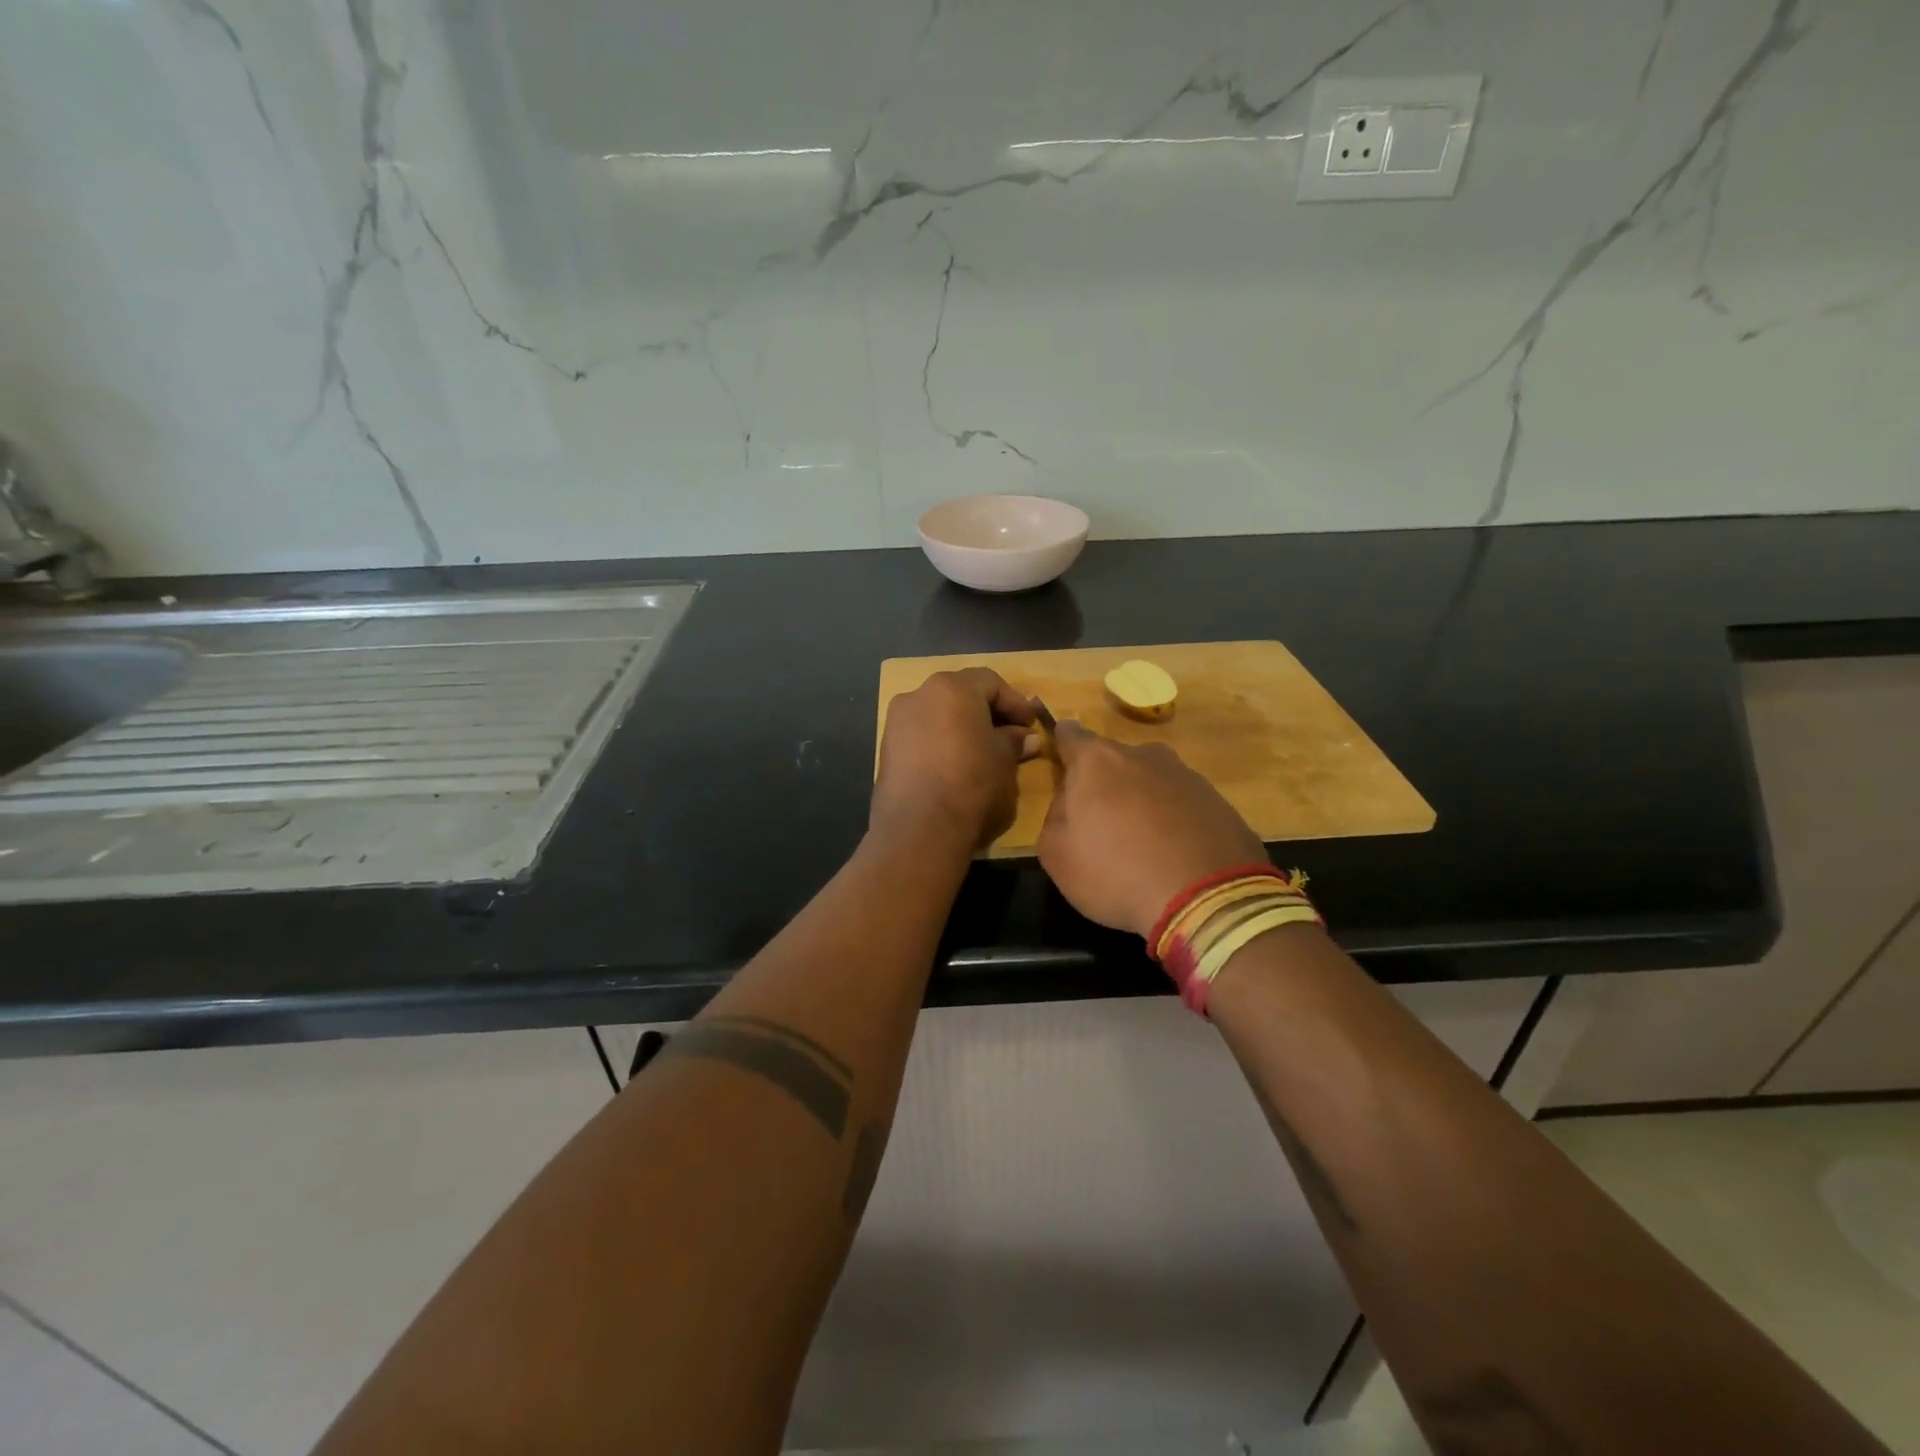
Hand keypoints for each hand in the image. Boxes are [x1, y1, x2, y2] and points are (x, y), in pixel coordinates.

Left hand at [873, 668, 1040, 850]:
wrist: (919, 831)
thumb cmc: (972, 785)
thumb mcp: (1005, 762)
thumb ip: (1013, 742)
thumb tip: (1025, 738)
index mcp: (952, 688)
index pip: (990, 682)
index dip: (1015, 702)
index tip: (1030, 725)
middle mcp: (918, 695)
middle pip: (960, 695)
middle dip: (987, 713)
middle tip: (1011, 736)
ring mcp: (896, 722)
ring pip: (938, 715)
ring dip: (962, 729)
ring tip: (984, 754)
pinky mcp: (886, 751)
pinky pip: (921, 737)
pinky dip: (941, 744)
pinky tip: (956, 767)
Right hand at [1038, 720, 1267, 937]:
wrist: (1207, 898)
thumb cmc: (1116, 872)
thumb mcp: (1056, 854)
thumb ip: (1056, 816)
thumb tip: (1070, 802)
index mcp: (1097, 761)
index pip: (1070, 734)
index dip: (1062, 745)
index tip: (1061, 763)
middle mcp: (1143, 755)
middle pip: (1113, 761)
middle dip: (1105, 784)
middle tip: (1101, 824)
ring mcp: (1185, 775)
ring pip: (1150, 781)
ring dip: (1141, 802)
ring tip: (1142, 845)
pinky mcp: (1217, 800)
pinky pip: (1181, 804)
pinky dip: (1172, 821)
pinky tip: (1173, 855)